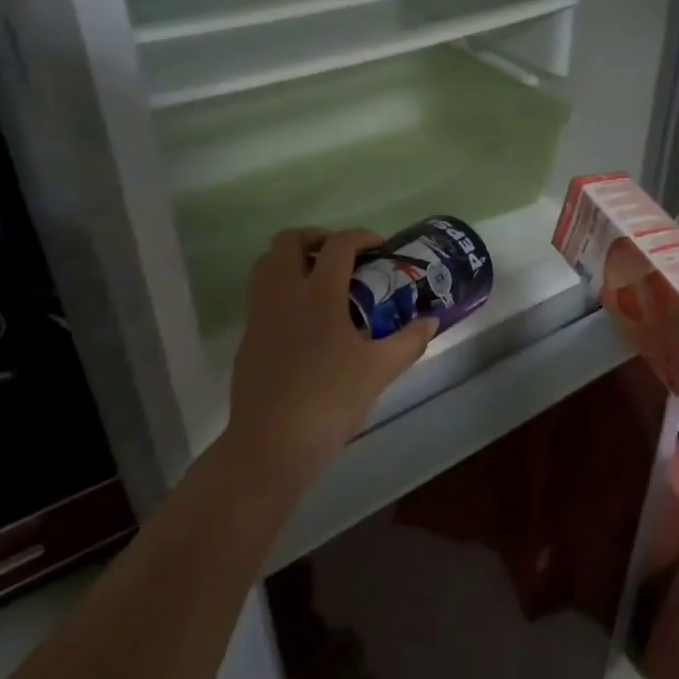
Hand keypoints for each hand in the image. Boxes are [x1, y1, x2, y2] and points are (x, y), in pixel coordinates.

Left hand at [223, 228, 437, 483]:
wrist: (273, 442)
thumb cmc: (330, 400)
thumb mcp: (380, 370)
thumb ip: (409, 341)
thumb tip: (431, 321)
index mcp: (319, 294)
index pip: (338, 245)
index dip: (361, 236)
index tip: (380, 246)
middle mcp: (284, 294)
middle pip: (288, 241)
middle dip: (317, 237)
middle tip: (342, 256)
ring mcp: (259, 314)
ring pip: (266, 264)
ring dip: (292, 259)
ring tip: (320, 280)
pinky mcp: (247, 337)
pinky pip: (260, 295)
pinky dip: (281, 289)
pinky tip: (304, 320)